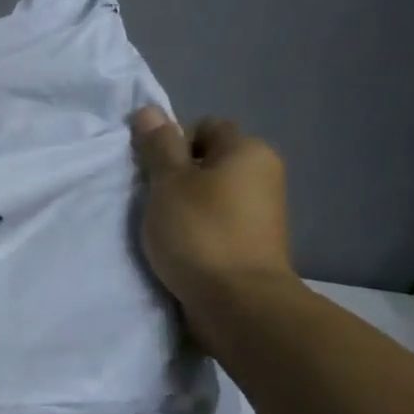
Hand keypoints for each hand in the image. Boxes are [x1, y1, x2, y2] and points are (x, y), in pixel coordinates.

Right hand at [130, 106, 297, 318]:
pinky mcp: (255, 243)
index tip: (155, 172)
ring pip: (212, 193)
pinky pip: (219, 221)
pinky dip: (199, 228)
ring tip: (164, 227)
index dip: (174, 143)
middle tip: (154, 199)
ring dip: (186, 204)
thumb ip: (158, 146)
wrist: (238, 303)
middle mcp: (263, 174)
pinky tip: (181, 247)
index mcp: (248, 151)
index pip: (205, 127)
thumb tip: (149, 110)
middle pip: (208, 160)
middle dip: (178, 175)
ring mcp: (263, 211)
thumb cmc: (200, 232)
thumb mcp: (168, 182)